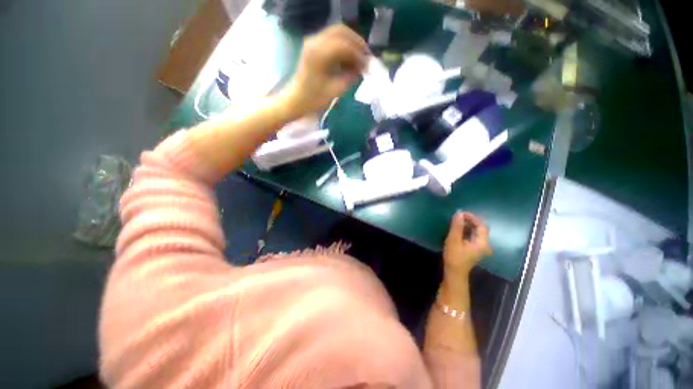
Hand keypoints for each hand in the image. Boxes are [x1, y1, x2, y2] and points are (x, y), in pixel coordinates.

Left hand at [282, 24, 367, 115]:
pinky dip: (342, 46)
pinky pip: (331, 40)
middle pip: (341, 31)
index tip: (367, 65)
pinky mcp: (313, 47)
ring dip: (350, 43)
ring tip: (359, 59)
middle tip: (366, 57)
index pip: (344, 44)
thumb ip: (350, 77)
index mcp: (319, 54)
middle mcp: (315, 42)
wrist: (296, 100)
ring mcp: (313, 42)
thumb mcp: (335, 91)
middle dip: (356, 42)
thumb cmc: (314, 99)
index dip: (359, 53)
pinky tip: (348, 60)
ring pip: (337, 33)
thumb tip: (362, 68)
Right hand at [443, 212, 491, 279]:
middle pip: (480, 229)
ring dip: (468, 225)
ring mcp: (480, 248)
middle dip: (470, 221)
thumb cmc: (454, 257)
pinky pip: (473, 236)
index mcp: (482, 243)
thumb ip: (457, 226)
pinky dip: (466, 231)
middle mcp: (484, 244)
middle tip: (458, 216)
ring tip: (456, 221)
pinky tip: (458, 229)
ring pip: (476, 232)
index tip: (461, 213)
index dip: (472, 217)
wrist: (454, 273)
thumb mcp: (454, 240)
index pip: (481, 226)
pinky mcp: (474, 249)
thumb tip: (459, 213)